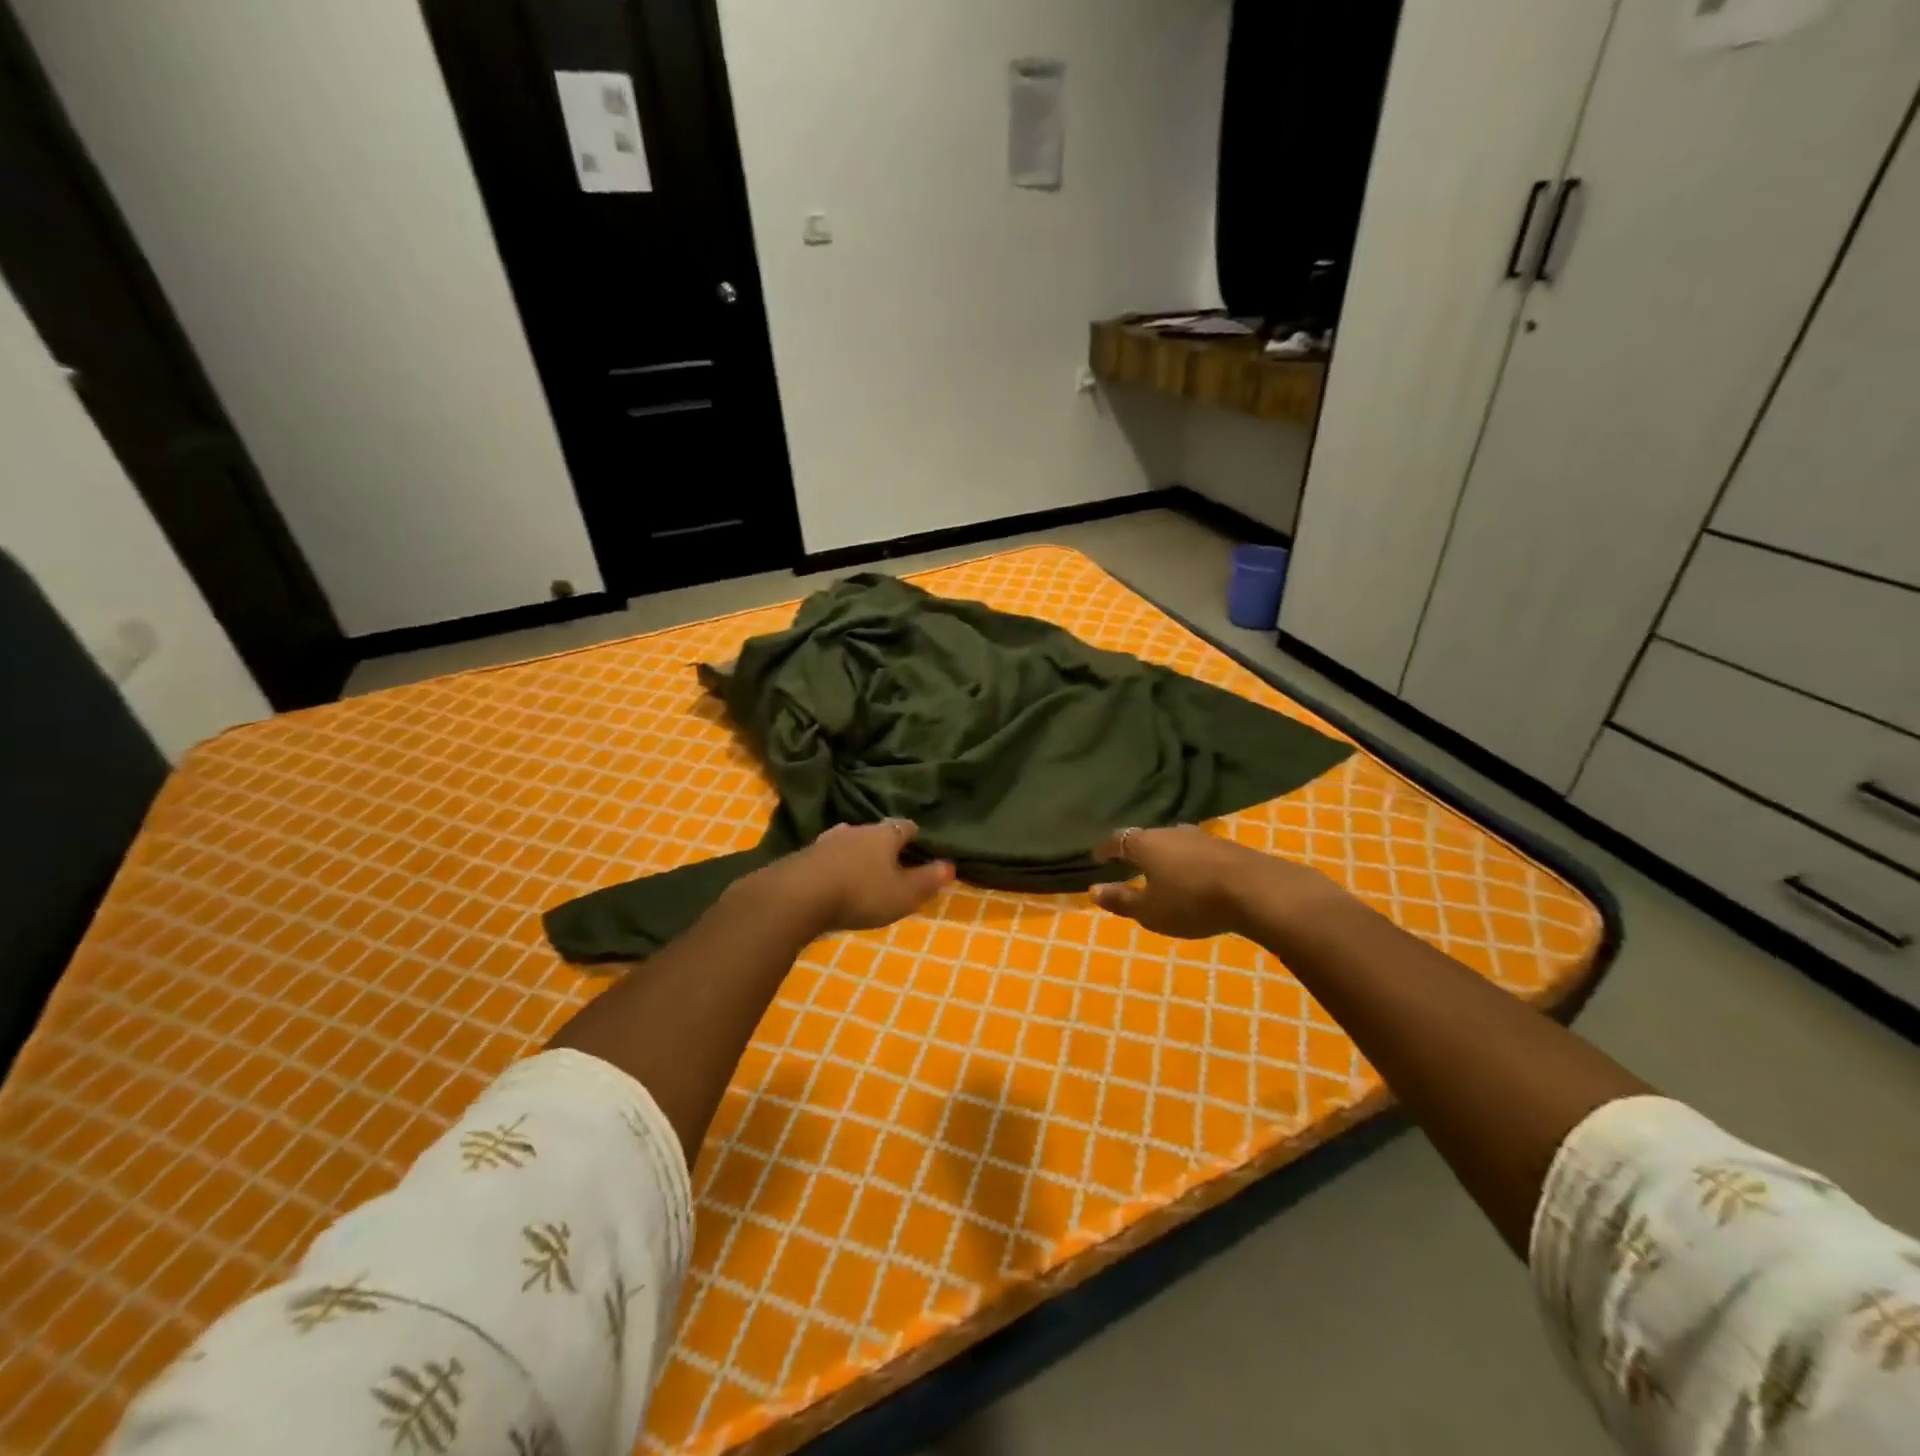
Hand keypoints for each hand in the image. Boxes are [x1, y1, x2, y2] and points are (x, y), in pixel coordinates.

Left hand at [753, 820, 953, 935]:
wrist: (797, 896)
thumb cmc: (860, 893)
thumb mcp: (903, 894)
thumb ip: (927, 880)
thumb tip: (951, 865)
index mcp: (884, 835)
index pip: (905, 826)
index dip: (914, 835)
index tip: (920, 846)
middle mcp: (856, 830)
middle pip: (875, 832)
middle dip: (884, 844)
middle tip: (892, 862)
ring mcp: (826, 840)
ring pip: (848, 841)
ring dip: (856, 853)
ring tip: (862, 870)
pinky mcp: (803, 856)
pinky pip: (826, 857)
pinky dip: (834, 865)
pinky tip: (833, 880)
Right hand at [1091, 825, 1335, 939]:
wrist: (1256, 890)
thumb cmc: (1192, 901)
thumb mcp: (1150, 910)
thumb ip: (1121, 900)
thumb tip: (1093, 890)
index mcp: (1145, 844)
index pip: (1116, 840)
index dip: (1105, 849)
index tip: (1096, 857)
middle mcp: (1170, 832)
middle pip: (1146, 837)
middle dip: (1135, 849)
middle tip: (1128, 862)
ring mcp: (1201, 836)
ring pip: (1173, 842)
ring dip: (1164, 854)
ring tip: (1161, 869)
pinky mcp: (1226, 846)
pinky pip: (1196, 850)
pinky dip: (1187, 860)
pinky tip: (1193, 874)